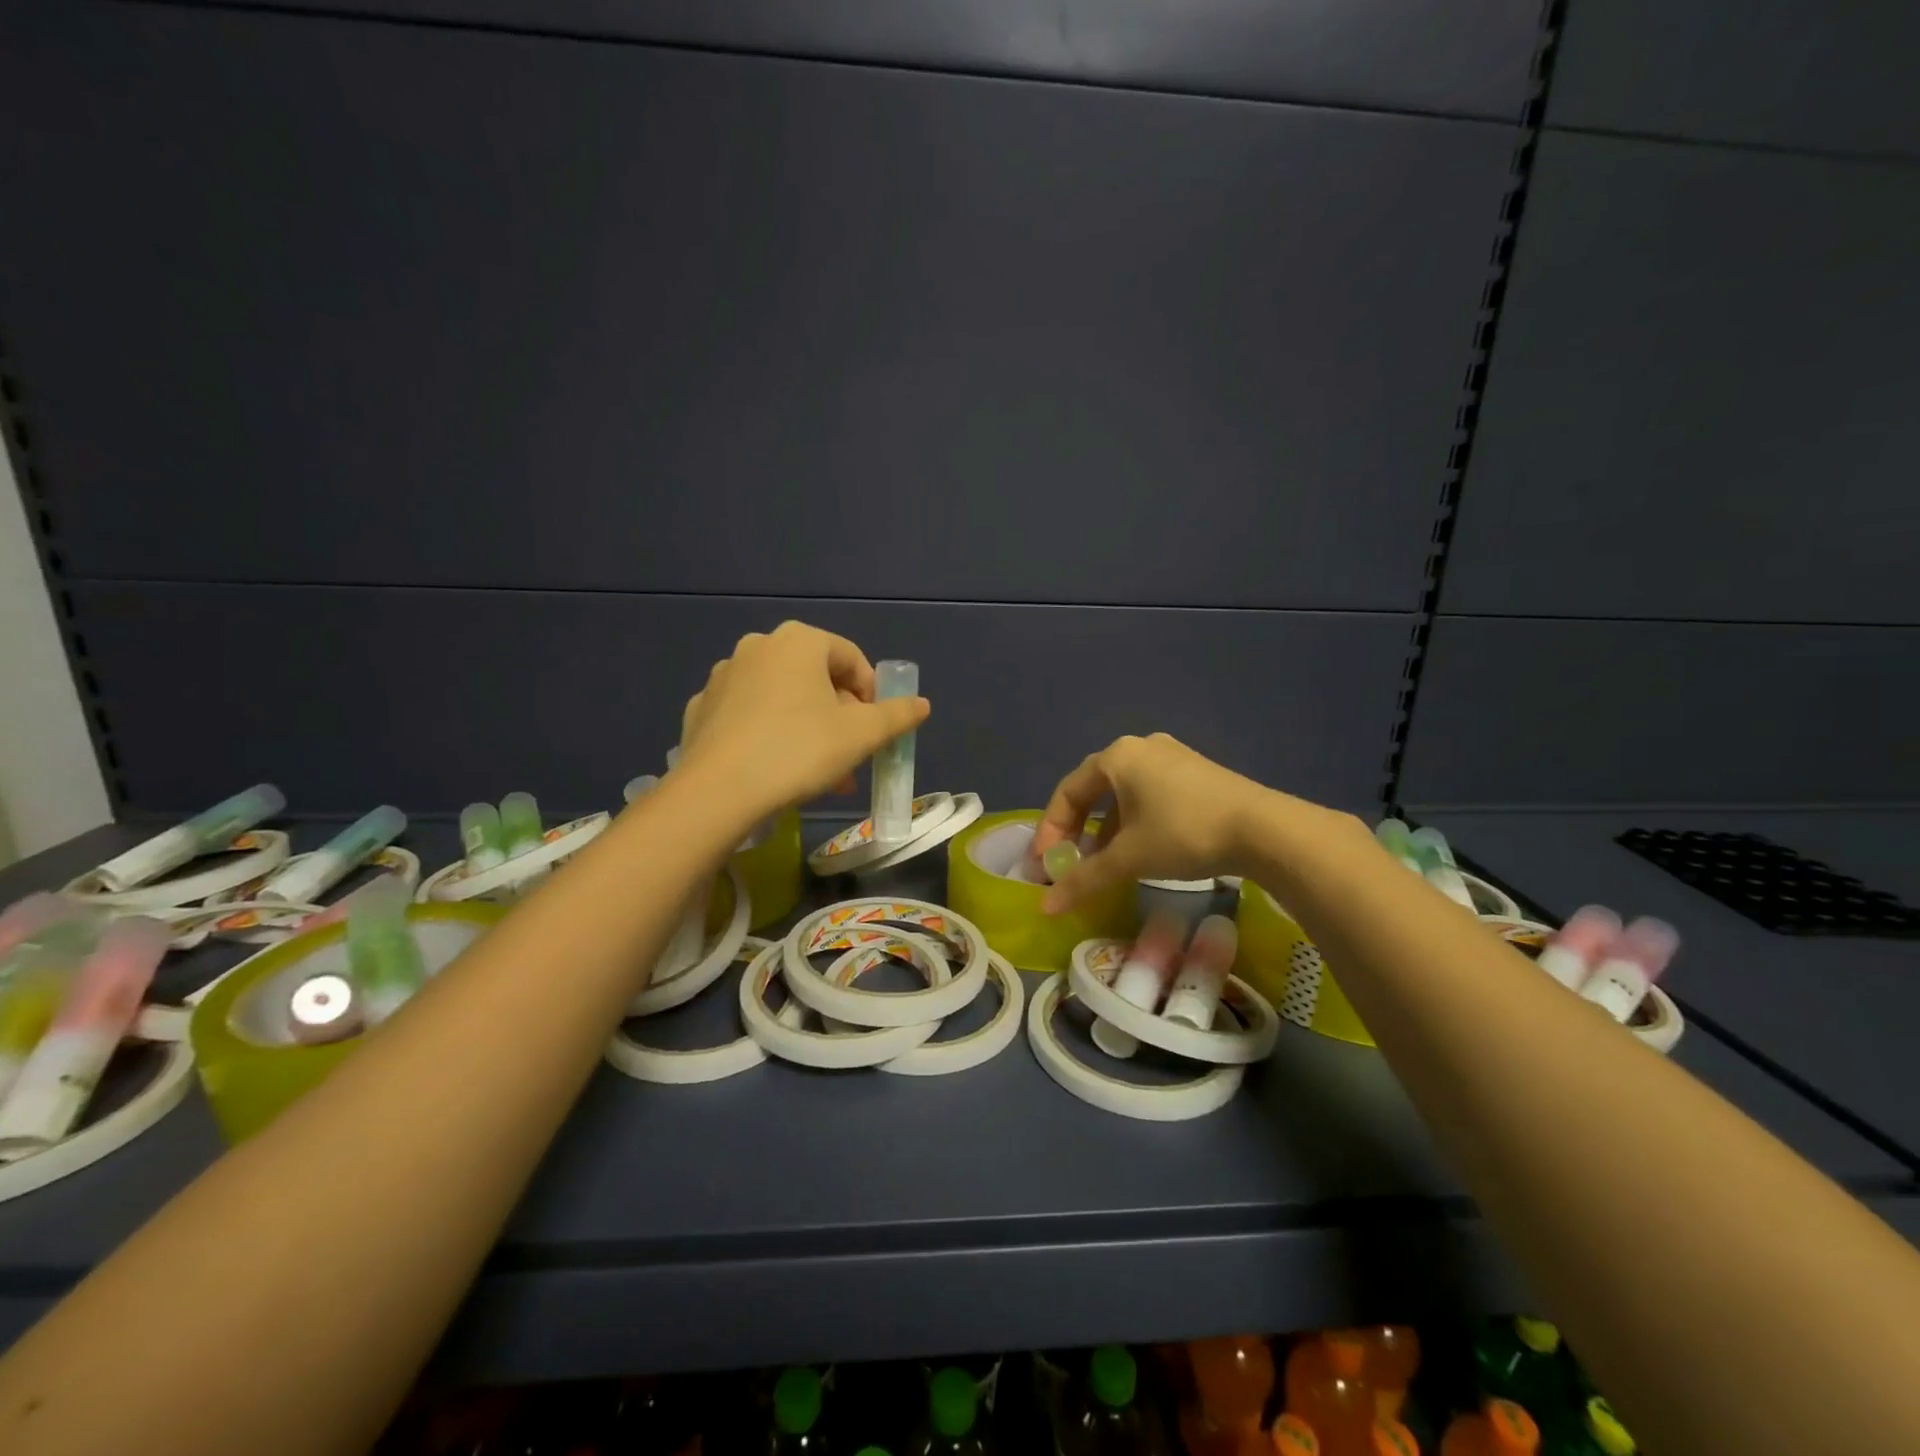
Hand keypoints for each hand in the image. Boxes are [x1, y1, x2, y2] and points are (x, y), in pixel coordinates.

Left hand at [677, 621, 929, 817]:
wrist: (717, 792)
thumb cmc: (799, 751)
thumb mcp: (861, 735)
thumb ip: (897, 715)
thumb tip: (921, 704)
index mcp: (798, 641)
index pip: (851, 658)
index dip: (873, 694)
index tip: (878, 729)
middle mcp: (758, 647)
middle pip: (817, 679)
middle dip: (841, 718)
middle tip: (853, 756)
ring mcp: (724, 677)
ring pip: (783, 699)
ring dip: (810, 729)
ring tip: (822, 774)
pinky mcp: (701, 709)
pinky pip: (749, 716)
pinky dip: (770, 734)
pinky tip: (776, 770)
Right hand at [1033, 733, 1270, 913]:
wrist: (1264, 829)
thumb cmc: (1184, 833)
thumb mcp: (1129, 858)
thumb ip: (1084, 879)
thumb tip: (1046, 908)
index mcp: (1117, 756)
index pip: (1068, 792)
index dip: (1051, 830)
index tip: (1046, 864)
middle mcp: (1141, 747)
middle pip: (1094, 789)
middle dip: (1077, 829)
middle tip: (1070, 861)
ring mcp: (1172, 756)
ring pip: (1124, 794)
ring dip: (1106, 828)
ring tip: (1103, 862)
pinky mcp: (1196, 772)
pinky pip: (1150, 794)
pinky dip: (1134, 821)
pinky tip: (1140, 849)